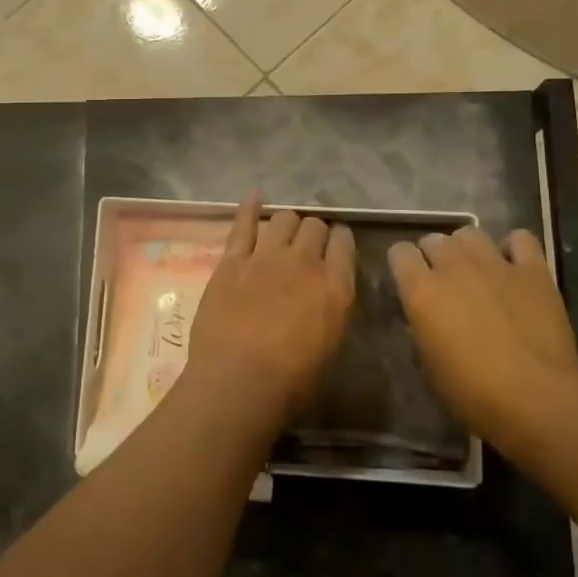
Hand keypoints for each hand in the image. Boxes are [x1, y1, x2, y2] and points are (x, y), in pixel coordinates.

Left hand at [186, 194, 355, 425]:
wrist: (238, 381)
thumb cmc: (290, 380)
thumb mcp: (329, 344)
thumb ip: (330, 309)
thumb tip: (325, 294)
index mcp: (335, 286)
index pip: (344, 243)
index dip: (340, 240)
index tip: (336, 244)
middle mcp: (304, 262)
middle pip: (314, 226)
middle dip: (313, 231)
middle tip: (307, 244)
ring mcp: (266, 257)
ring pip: (284, 218)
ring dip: (287, 222)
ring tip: (284, 231)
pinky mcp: (233, 260)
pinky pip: (243, 224)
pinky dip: (250, 207)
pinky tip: (255, 195)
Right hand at [387, 226, 577, 445]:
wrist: (536, 398)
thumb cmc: (473, 392)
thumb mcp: (430, 367)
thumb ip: (422, 332)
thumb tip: (421, 320)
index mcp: (422, 291)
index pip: (399, 253)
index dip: (403, 265)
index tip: (409, 281)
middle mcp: (454, 267)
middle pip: (434, 240)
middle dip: (434, 256)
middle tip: (443, 281)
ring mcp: (495, 264)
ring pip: (470, 233)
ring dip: (467, 248)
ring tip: (475, 269)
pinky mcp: (533, 271)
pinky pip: (520, 239)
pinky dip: (514, 247)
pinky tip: (514, 265)